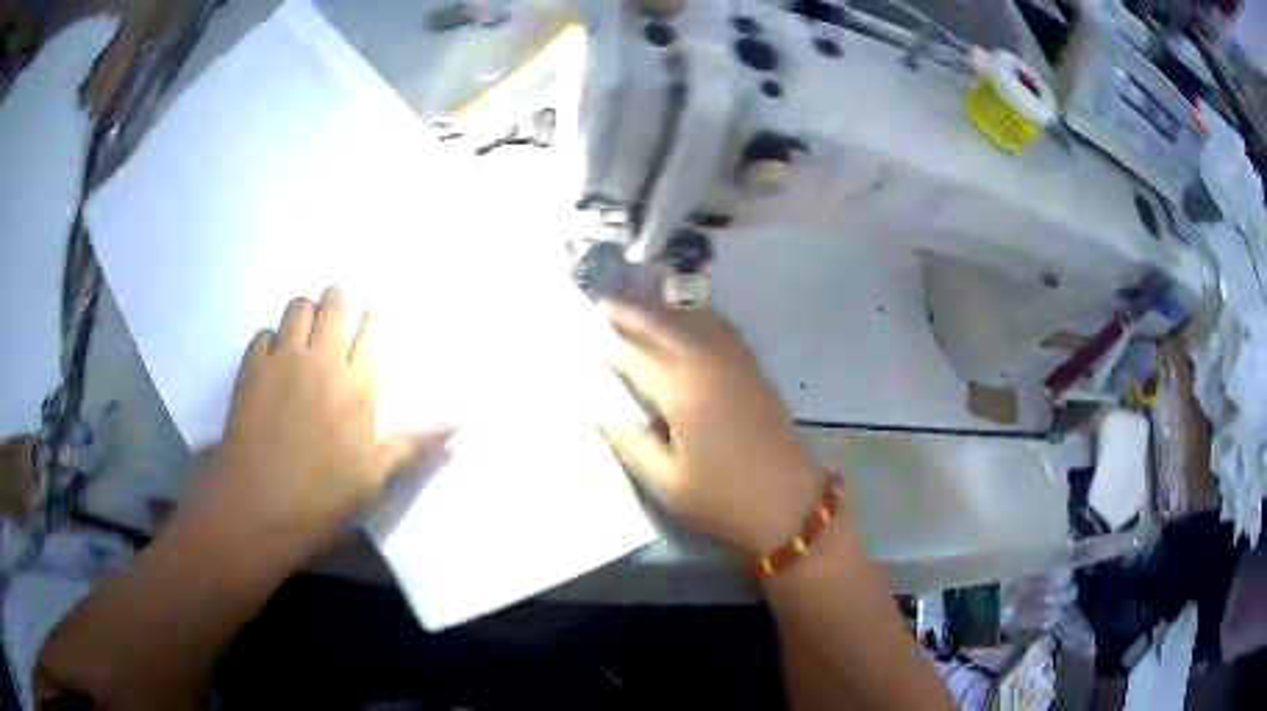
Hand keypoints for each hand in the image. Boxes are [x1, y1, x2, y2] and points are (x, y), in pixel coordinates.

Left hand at [189, 288, 452, 563]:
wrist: (258, 509)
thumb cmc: (323, 500)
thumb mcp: (374, 480)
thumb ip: (413, 447)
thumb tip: (458, 429)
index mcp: (358, 387)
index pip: (370, 331)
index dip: (371, 316)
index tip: (370, 311)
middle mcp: (322, 361)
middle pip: (334, 305)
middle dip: (339, 302)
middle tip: (337, 319)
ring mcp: (283, 360)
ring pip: (298, 308)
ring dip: (306, 314)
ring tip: (305, 337)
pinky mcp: (250, 368)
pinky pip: (263, 333)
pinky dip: (272, 340)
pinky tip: (273, 363)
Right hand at [601, 300, 825, 553]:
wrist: (788, 501)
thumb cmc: (724, 497)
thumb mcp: (667, 482)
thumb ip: (629, 444)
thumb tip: (596, 415)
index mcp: (683, 392)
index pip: (637, 358)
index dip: (610, 347)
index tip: (587, 338)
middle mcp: (708, 365)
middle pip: (665, 326)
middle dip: (633, 313)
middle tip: (604, 304)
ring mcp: (734, 363)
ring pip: (693, 321)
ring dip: (663, 310)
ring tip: (637, 306)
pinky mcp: (752, 369)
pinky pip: (720, 329)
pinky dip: (697, 317)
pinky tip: (687, 319)